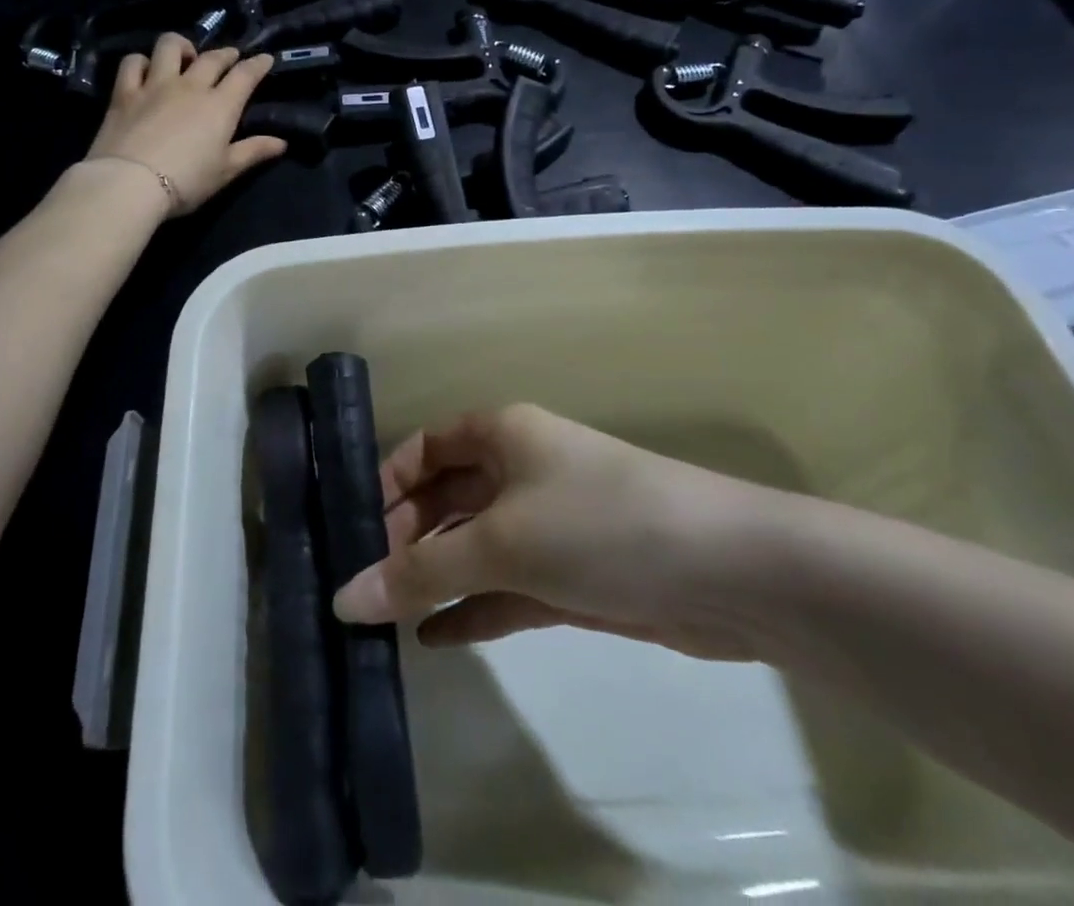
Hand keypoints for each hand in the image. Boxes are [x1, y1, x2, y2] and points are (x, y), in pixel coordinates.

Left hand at [85, 32, 286, 213]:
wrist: (130, 183)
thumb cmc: (186, 181)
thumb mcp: (225, 171)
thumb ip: (253, 151)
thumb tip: (281, 142)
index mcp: (220, 105)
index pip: (245, 75)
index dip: (258, 64)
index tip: (265, 58)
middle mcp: (190, 86)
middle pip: (212, 58)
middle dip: (225, 54)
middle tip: (230, 56)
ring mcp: (155, 85)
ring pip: (169, 47)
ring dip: (182, 46)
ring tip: (185, 56)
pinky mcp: (124, 93)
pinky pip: (132, 63)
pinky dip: (141, 62)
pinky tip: (145, 70)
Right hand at [333, 404, 790, 660]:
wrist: (729, 574)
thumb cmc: (599, 525)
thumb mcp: (503, 542)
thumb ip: (421, 570)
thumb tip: (343, 597)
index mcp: (501, 434)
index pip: (424, 448)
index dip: (386, 484)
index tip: (351, 532)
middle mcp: (518, 470)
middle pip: (444, 498)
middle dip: (404, 538)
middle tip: (363, 589)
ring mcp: (545, 524)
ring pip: (472, 545)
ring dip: (434, 577)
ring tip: (385, 620)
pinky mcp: (569, 575)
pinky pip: (503, 586)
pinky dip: (470, 608)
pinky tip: (432, 639)